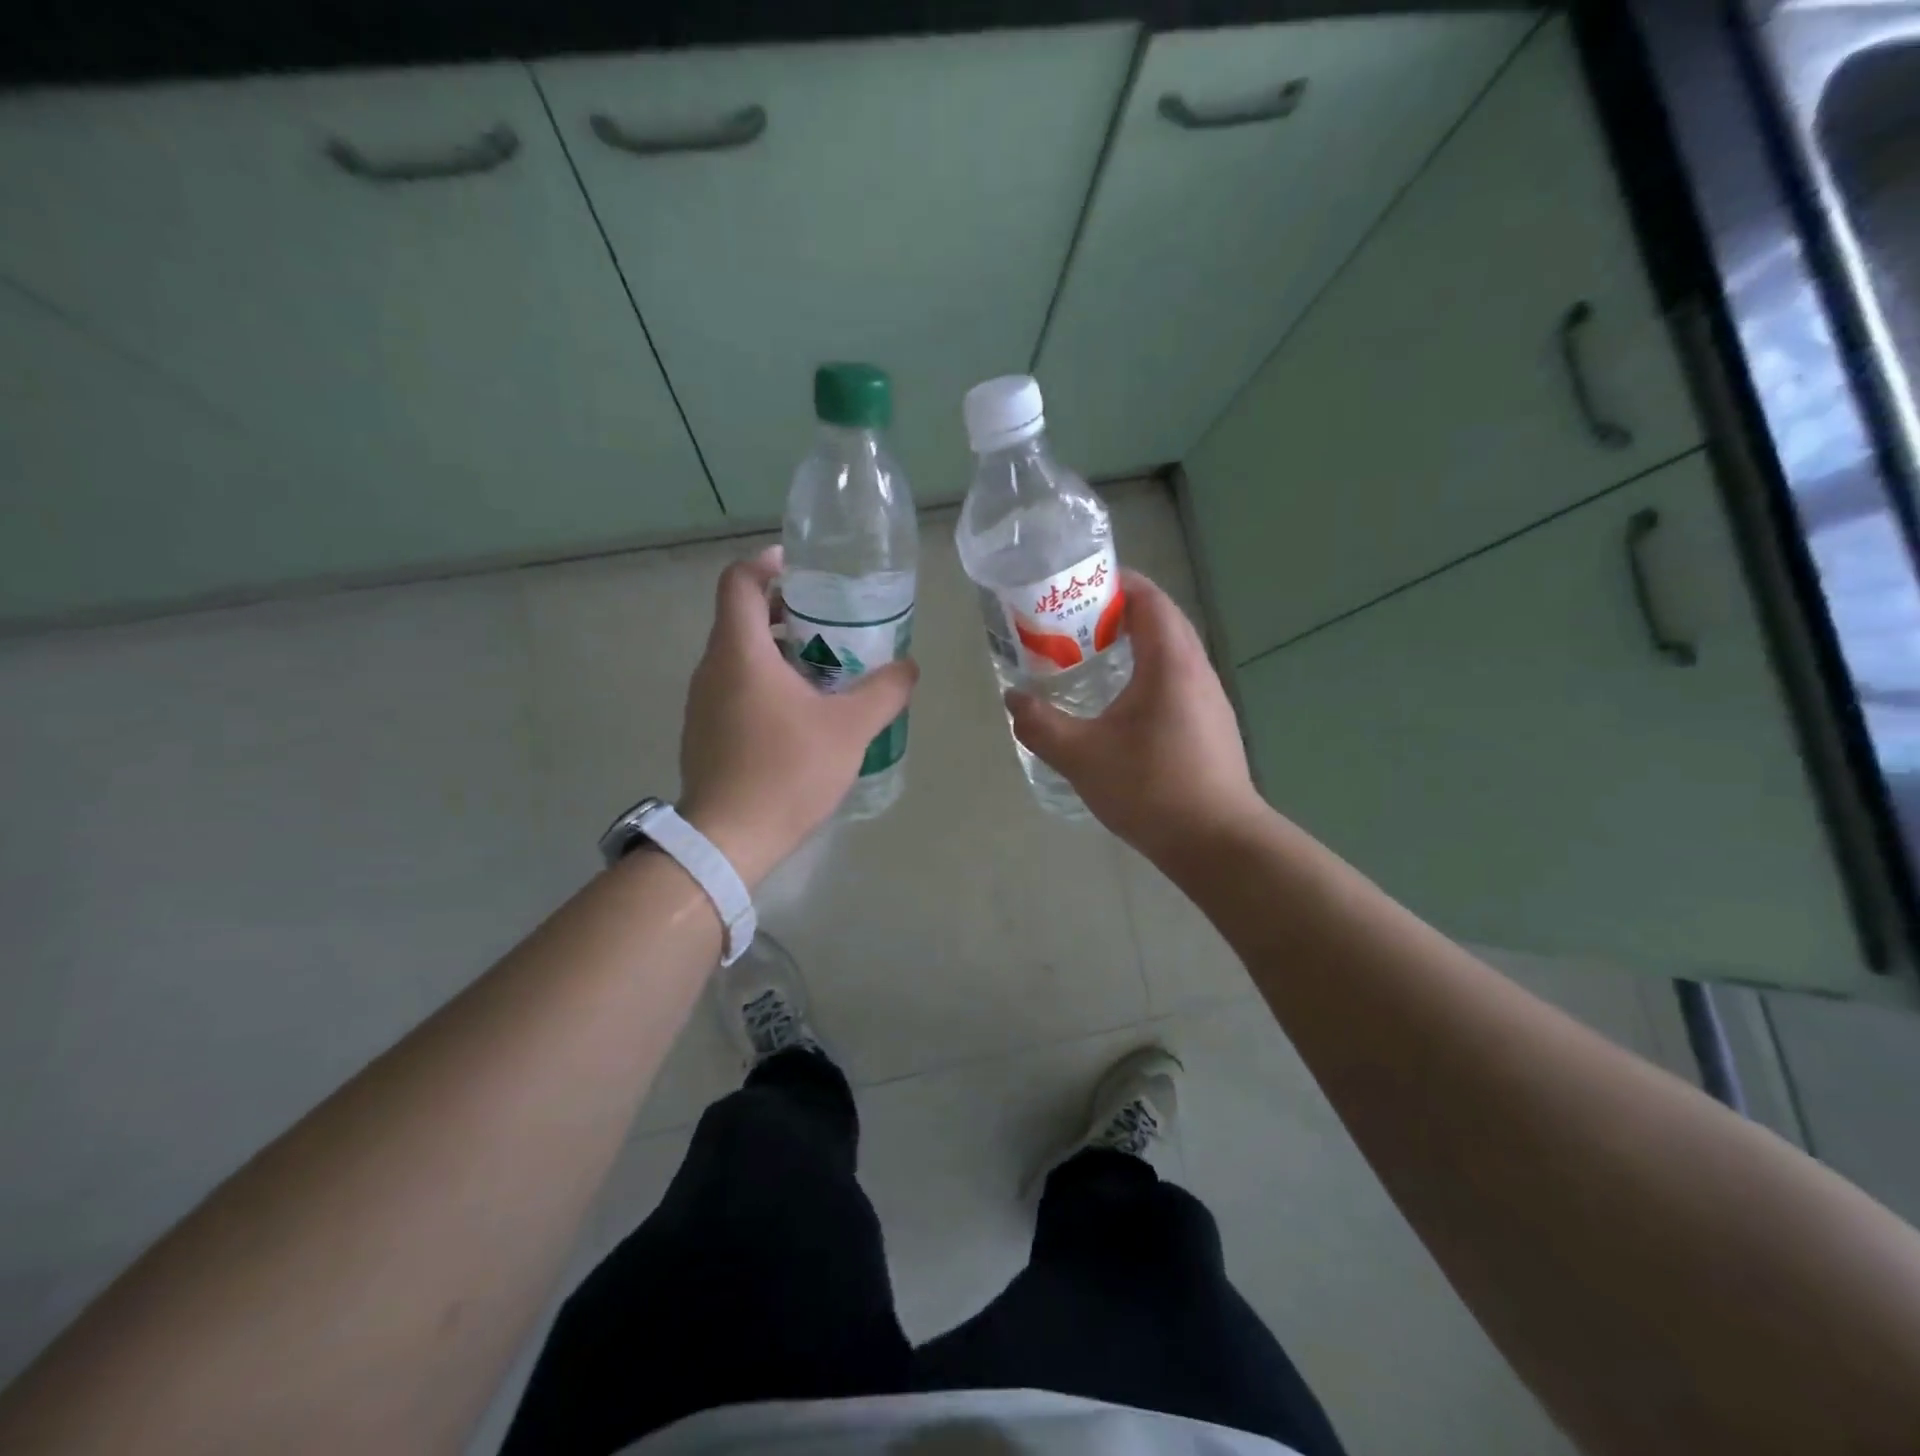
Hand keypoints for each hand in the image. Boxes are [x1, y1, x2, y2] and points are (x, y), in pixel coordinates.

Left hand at [677, 546, 916, 885]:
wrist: (730, 838)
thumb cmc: (787, 770)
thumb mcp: (850, 728)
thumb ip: (884, 691)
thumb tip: (909, 667)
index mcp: (740, 652)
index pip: (739, 581)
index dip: (767, 563)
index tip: (800, 567)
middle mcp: (712, 668)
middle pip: (740, 617)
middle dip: (784, 612)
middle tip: (830, 624)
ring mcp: (702, 703)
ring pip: (738, 656)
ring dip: (777, 652)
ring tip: (824, 671)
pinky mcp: (704, 732)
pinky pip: (733, 688)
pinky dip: (764, 683)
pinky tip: (800, 715)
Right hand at [1005, 570, 1261, 861]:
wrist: (1217, 843)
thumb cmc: (1151, 788)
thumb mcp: (1081, 756)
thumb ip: (1040, 724)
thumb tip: (1013, 699)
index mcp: (1170, 661)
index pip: (1148, 598)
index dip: (1114, 583)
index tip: (1076, 589)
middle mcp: (1196, 670)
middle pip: (1160, 621)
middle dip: (1117, 614)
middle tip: (1072, 626)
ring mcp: (1209, 699)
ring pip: (1169, 653)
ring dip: (1133, 647)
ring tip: (1089, 661)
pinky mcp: (1211, 726)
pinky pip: (1175, 681)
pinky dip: (1145, 676)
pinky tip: (1119, 707)